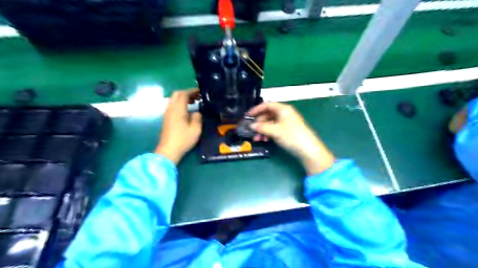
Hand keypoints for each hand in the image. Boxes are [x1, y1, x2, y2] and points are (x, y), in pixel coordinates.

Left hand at [156, 89, 202, 163]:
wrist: (169, 150)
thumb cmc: (183, 139)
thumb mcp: (196, 129)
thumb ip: (197, 117)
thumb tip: (197, 112)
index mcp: (178, 109)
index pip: (183, 94)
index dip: (192, 91)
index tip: (200, 91)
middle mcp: (170, 109)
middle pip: (176, 94)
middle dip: (186, 93)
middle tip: (196, 97)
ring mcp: (167, 114)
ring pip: (173, 99)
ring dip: (182, 98)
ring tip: (193, 102)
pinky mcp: (166, 119)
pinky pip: (172, 105)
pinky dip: (179, 103)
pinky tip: (186, 110)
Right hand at [248, 102, 333, 174]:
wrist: (308, 150)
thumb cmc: (291, 136)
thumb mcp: (275, 131)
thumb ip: (261, 127)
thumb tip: (251, 126)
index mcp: (283, 109)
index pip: (267, 105)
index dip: (256, 109)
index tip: (247, 116)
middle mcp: (285, 113)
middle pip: (268, 114)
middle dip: (259, 122)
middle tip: (251, 130)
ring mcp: (286, 122)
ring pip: (270, 123)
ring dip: (262, 130)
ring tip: (257, 138)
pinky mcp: (287, 131)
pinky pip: (274, 129)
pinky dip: (268, 133)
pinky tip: (264, 140)